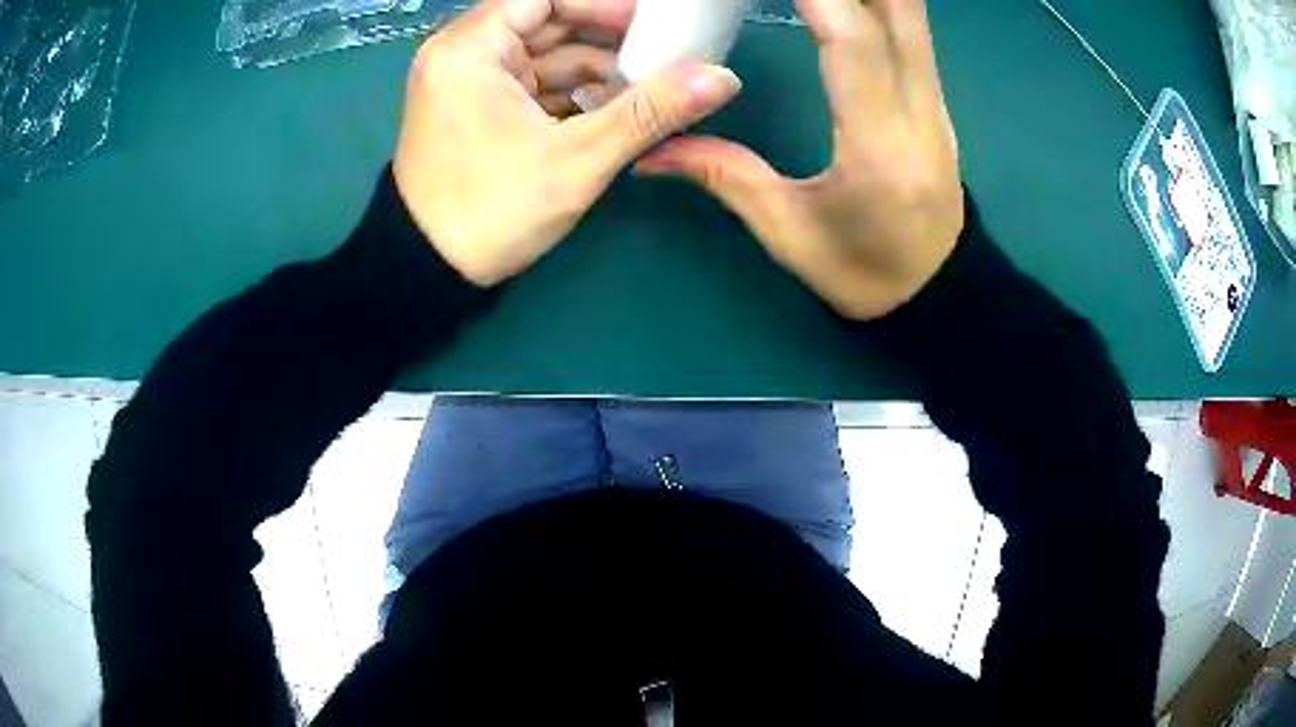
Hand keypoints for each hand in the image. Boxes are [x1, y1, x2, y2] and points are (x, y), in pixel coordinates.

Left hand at [393, 0, 741, 286]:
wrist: (428, 273)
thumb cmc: (490, 210)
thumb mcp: (577, 159)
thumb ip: (650, 111)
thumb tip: (723, 79)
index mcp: (471, 48)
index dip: (604, 5)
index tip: (656, 22)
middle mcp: (465, 54)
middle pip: (548, 22)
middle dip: (609, 38)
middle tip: (666, 55)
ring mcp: (470, 82)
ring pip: (545, 56)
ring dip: (597, 70)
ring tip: (651, 89)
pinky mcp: (478, 109)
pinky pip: (534, 84)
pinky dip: (574, 93)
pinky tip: (615, 110)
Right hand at [635, 0, 962, 319]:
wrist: (939, 292)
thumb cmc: (866, 274)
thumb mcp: (790, 234)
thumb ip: (726, 177)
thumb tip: (653, 151)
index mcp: (879, 148)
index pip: (855, 44)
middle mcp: (919, 112)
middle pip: (899, 12)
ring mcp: (935, 102)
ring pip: (912, 15)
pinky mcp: (934, 99)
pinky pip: (912, 30)